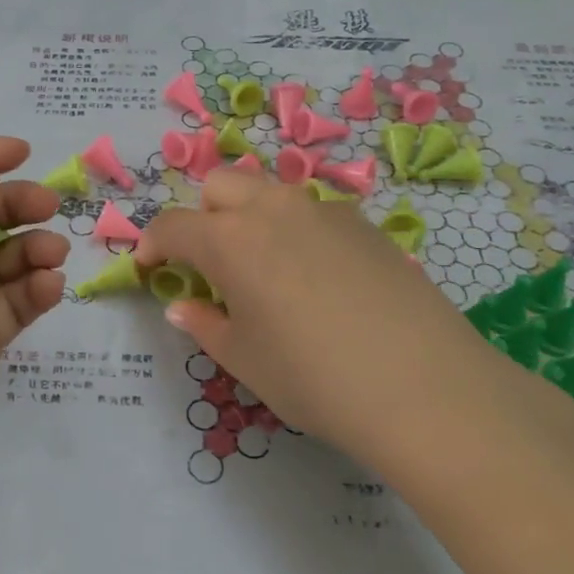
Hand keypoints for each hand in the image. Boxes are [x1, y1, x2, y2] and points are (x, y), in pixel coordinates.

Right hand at [136, 168, 563, 473]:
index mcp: (231, 239)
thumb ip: (205, 325)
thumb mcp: (244, 360)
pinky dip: (295, 230)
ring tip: (264, 269)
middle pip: (220, 186)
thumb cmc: (313, 378)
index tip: (149, 267)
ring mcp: (325, 210)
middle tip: (208, 264)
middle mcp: (274, 208)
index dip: (152, 244)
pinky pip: (312, 212)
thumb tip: (183, 306)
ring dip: (250, 217)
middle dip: (202, 216)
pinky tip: (316, 278)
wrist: (425, 387)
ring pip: (270, 193)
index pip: (173, 225)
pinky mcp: (366, 224)